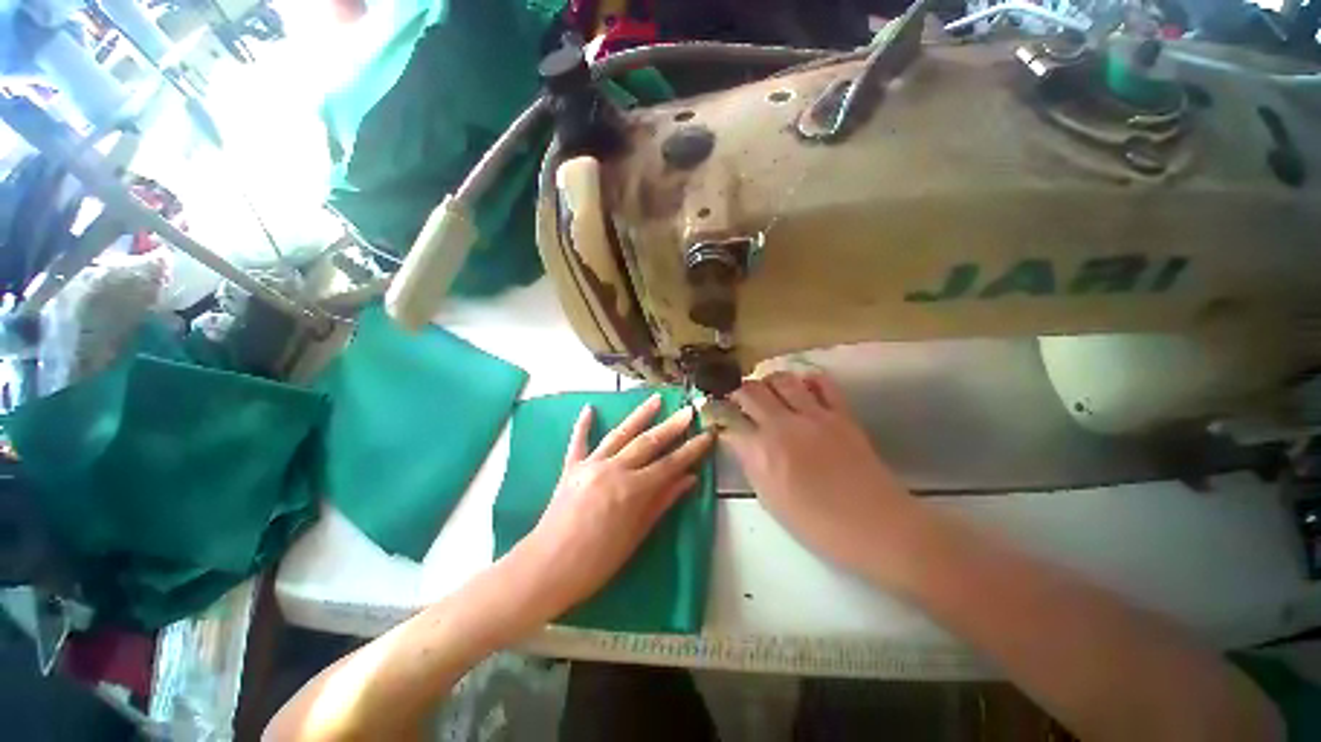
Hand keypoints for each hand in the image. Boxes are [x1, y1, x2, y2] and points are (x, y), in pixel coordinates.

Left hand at [510, 394, 714, 620]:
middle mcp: (613, 469)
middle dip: (671, 426)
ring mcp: (590, 465)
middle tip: (688, 410)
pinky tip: (590, 408)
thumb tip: (689, 479)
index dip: (691, 449)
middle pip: (648, 443)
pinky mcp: (571, 468)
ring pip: (619, 434)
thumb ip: (662, 502)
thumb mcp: (636, 535)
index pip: (670, 464)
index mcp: (632, 489)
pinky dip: (584, 425)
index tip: (708, 434)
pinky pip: (578, 442)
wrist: (546, 568)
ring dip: (638, 415)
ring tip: (655, 399)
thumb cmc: (596, 561)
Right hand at [724, 372, 916, 572]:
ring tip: (765, 391)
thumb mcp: (770, 500)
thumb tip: (740, 442)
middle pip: (749, 391)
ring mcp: (814, 415)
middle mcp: (782, 426)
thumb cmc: (818, 524)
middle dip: (736, 391)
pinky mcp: (841, 413)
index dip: (717, 415)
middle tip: (736, 398)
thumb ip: (751, 464)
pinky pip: (822, 383)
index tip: (714, 414)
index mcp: (762, 452)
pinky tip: (801, 388)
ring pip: (781, 379)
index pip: (728, 421)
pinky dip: (806, 380)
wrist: (877, 526)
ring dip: (766, 381)